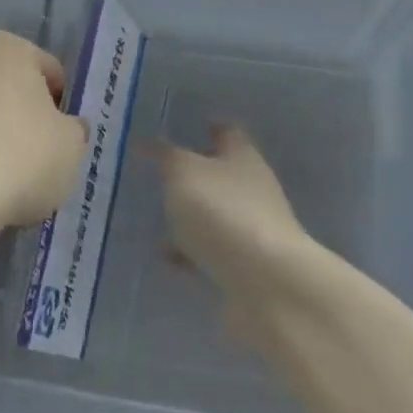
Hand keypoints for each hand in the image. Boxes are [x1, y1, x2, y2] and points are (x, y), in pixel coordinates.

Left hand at [0, 32, 87, 231]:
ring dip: (0, 140)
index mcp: (9, 49)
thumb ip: (73, 129)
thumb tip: (68, 128)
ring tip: (15, 180)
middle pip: (13, 91)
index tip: (65, 136)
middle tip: (43, 157)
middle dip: (27, 118)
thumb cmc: (24, 154)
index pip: (50, 71)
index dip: (63, 105)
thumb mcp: (71, 143)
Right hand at [155, 124, 308, 289]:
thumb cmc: (222, 212)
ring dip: (190, 216)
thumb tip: (146, 142)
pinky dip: (191, 252)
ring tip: (155, 218)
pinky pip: (212, 251)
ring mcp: (252, 229)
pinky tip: (167, 259)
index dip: (207, 127)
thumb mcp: (183, 174)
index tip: (182, 127)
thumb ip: (165, 156)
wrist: (266, 285)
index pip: (226, 132)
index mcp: (242, 157)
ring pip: (215, 214)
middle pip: (221, 174)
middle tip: (158, 174)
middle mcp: (252, 188)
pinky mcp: (246, 267)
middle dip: (193, 175)